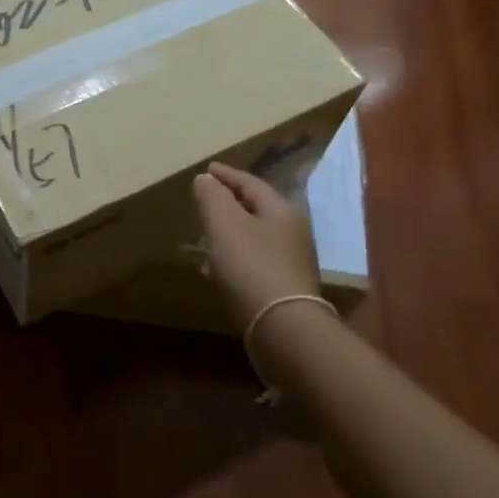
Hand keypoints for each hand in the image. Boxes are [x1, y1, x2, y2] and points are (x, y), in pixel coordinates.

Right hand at [192, 162, 321, 333]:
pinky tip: (219, 269)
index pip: (250, 183)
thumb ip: (213, 197)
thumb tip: (205, 179)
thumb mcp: (224, 224)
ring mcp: (292, 262)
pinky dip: (236, 256)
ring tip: (207, 234)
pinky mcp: (285, 288)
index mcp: (281, 210)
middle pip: (257, 208)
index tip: (206, 169)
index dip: (226, 175)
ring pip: (256, 236)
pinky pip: (255, 261)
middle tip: (206, 200)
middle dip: (230, 202)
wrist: (283, 327)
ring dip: (232, 231)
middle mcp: (293, 232)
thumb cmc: (251, 266)